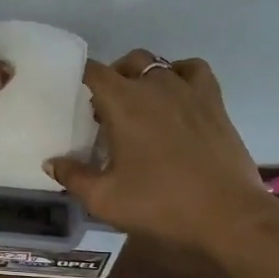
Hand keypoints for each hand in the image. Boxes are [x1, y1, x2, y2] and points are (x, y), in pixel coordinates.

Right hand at [45, 50, 266, 248]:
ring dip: (143, 77)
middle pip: (126, 62)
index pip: (94, 72)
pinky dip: (181, 75)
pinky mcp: (214, 101)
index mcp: (123, 103)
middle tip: (106, 111)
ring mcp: (188, 90)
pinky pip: (193, 70)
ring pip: (158, 64)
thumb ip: (73, 177)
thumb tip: (51, 162)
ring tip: (140, 104)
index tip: (74, 95)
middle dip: (112, 79)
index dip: (80, 77)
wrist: (227, 214)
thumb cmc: (161, 204)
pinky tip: (177, 97)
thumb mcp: (105, 199)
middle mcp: (154, 86)